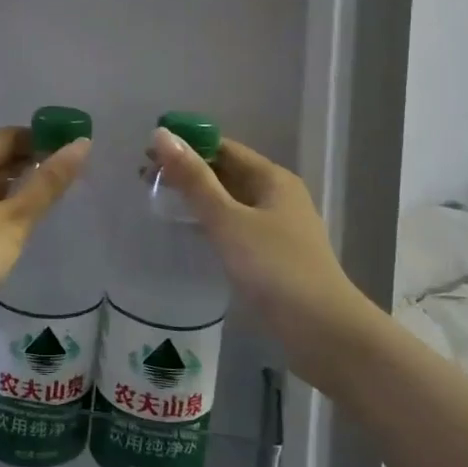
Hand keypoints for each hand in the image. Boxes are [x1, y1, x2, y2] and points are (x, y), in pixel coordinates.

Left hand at [0, 126, 89, 301]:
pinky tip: (18, 217)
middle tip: (63, 177)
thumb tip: (81, 144)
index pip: (10, 135)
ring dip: (15, 183)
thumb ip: (48, 182)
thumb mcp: (17, 216)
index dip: (40, 139)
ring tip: (46, 197)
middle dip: (29, 161)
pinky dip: (0, 200)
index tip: (67, 153)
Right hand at [149, 127, 375, 375]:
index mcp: (272, 179)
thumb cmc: (275, 269)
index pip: (223, 147)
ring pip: (229, 201)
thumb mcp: (228, 220)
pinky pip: (234, 226)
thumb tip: (161, 135)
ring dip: (196, 197)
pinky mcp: (272, 256)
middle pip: (226, 172)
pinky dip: (209, 222)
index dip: (186, 145)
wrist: (323, 332)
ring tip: (157, 200)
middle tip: (144, 179)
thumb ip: (194, 180)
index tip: (146, 153)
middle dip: (187, 171)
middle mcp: (276, 196)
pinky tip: (188, 232)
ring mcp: (276, 228)